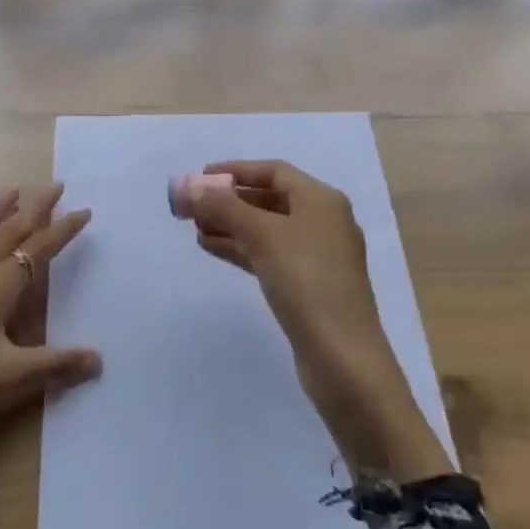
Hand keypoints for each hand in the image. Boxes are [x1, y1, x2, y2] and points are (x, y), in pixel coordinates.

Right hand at [186, 161, 451, 483]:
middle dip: (229, 200)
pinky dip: (242, 248)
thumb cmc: (306, 281)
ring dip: (231, 225)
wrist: (343, 358)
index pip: (273, 171)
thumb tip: (186, 187)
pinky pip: (269, 255)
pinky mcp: (309, 286)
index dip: (236, 170)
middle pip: (269, 199)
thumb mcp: (262, 235)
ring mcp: (318, 257)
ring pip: (267, 229)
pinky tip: (213, 248)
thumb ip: (223, 207)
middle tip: (192, 206)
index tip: (200, 178)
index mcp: (321, 200)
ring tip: (195, 228)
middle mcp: (323, 222)